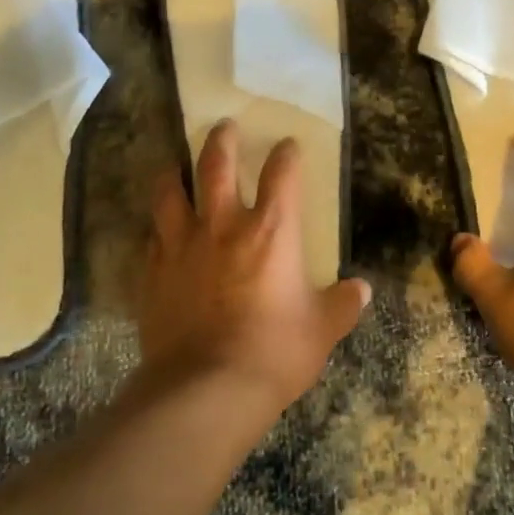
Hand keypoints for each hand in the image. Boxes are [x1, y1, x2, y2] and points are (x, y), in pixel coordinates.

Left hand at [139, 121, 370, 420]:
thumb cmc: (274, 352)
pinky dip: (157, 227)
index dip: (286, 155)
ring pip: (170, 192)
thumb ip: (341, 305)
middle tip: (223, 125)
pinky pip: (152, 237)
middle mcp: (222, 226)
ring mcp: (181, 246)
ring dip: (173, 173)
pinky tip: (157, 230)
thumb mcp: (321, 331)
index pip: (281, 176)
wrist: (207, 388)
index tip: (287, 145)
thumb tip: (361, 291)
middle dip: (221, 140)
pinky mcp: (153, 273)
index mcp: (271, 231)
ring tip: (174, 164)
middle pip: (216, 166)